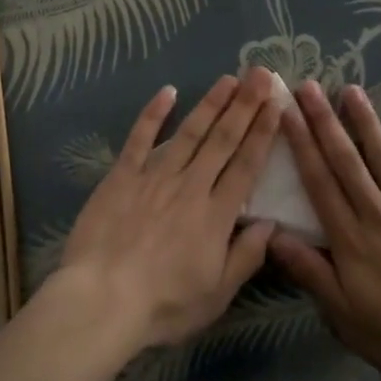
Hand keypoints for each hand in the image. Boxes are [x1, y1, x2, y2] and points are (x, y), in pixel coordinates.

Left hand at [53, 68, 280, 353]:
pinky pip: (140, 138)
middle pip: (223, 140)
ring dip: (211, 103)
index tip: (277, 105)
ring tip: (229, 78)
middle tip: (261, 74)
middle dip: (245, 105)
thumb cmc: (163, 305)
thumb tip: (272, 223)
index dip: (263, 133)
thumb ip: (246, 256)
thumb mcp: (216, 295)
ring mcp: (155, 176)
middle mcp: (190, 186)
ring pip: (189, 132)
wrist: (102, 300)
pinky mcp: (122, 175)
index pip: (246, 165)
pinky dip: (153, 113)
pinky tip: (167, 92)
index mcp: (215, 215)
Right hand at [270, 81, 380, 380]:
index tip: (287, 113)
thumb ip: (310, 272)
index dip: (301, 144)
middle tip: (308, 87)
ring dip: (365, 122)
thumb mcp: (345, 317)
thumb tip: (272, 235)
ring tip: (350, 89)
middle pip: (346, 160)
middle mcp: (378, 214)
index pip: (319, 182)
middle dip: (325, 121)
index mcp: (351, 239)